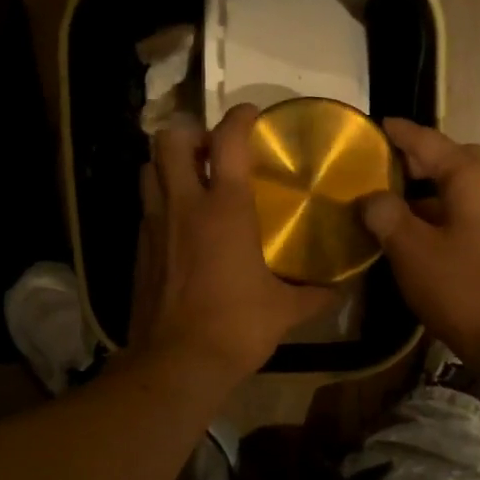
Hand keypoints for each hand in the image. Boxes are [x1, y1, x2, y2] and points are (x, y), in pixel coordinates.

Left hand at [126, 104, 334, 384]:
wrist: (177, 362)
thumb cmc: (237, 328)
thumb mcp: (284, 311)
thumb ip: (314, 295)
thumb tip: (339, 290)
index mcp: (224, 209)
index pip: (227, 140)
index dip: (240, 117)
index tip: (252, 116)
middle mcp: (183, 206)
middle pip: (169, 139)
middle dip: (189, 132)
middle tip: (211, 151)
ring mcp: (155, 227)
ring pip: (148, 169)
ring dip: (168, 165)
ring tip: (192, 181)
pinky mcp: (139, 251)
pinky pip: (146, 208)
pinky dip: (160, 203)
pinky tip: (181, 227)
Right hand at [360, 118, 479, 379]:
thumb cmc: (463, 288)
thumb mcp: (413, 251)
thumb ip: (388, 217)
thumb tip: (371, 197)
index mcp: (471, 180)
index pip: (431, 143)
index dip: (402, 134)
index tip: (379, 124)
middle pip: (455, 163)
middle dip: (422, 160)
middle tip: (388, 167)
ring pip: (460, 193)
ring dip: (428, 193)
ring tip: (393, 203)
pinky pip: (464, 219)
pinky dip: (439, 218)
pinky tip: (416, 238)